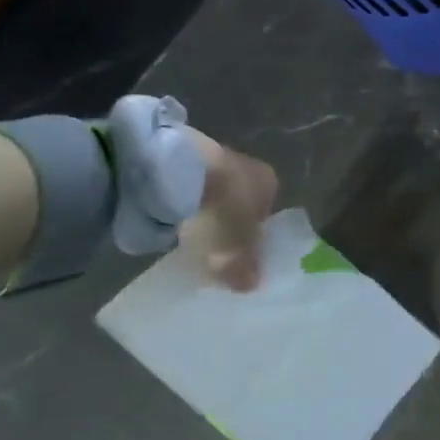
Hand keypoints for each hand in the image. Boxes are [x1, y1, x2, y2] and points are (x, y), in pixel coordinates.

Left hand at [184, 130, 277, 290]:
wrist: (176, 172)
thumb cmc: (221, 211)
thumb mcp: (235, 251)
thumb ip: (244, 268)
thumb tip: (250, 285)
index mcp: (269, 183)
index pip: (266, 213)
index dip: (254, 235)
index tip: (239, 253)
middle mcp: (247, 165)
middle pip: (240, 202)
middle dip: (228, 223)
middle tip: (214, 248)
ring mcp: (212, 156)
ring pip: (213, 192)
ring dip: (203, 212)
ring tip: (188, 237)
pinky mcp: (180, 154)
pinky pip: (187, 186)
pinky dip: (181, 202)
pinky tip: (170, 220)